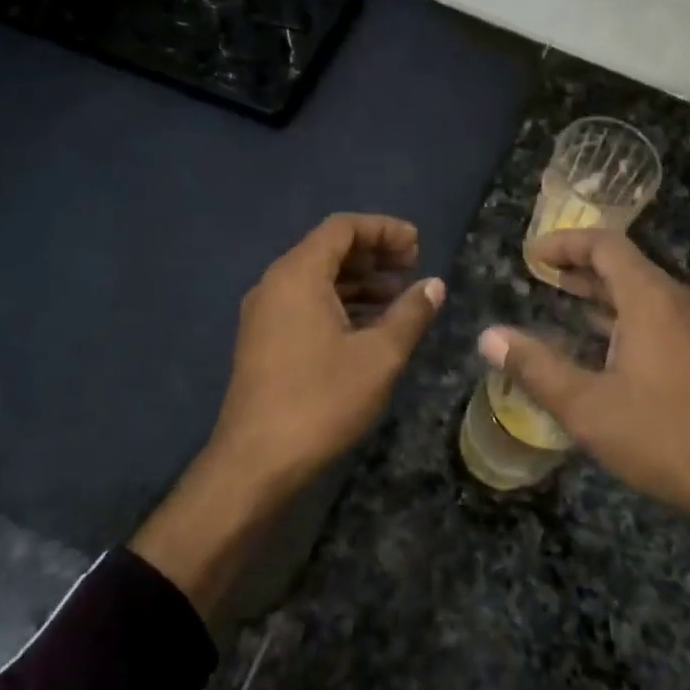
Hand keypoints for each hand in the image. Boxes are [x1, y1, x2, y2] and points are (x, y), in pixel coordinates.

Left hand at [132, 214, 442, 619]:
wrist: (256, 461)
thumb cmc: (321, 400)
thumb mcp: (379, 356)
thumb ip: (410, 314)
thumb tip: (434, 285)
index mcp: (298, 275)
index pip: (343, 228)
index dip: (384, 230)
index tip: (418, 246)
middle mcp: (275, 283)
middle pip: (328, 248)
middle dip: (373, 252)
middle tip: (412, 265)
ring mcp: (265, 313)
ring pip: (317, 277)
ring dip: (359, 280)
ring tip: (398, 295)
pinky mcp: (264, 339)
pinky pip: (305, 302)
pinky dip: (340, 302)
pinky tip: (369, 325)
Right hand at [479, 229, 689, 524]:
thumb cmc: (663, 436)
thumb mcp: (587, 406)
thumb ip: (535, 367)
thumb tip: (488, 336)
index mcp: (651, 299)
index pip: (605, 245)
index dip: (564, 243)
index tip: (531, 255)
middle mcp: (679, 300)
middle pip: (625, 264)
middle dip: (580, 266)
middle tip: (541, 276)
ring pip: (643, 291)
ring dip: (602, 292)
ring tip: (565, 302)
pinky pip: (660, 313)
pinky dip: (625, 313)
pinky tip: (606, 342)